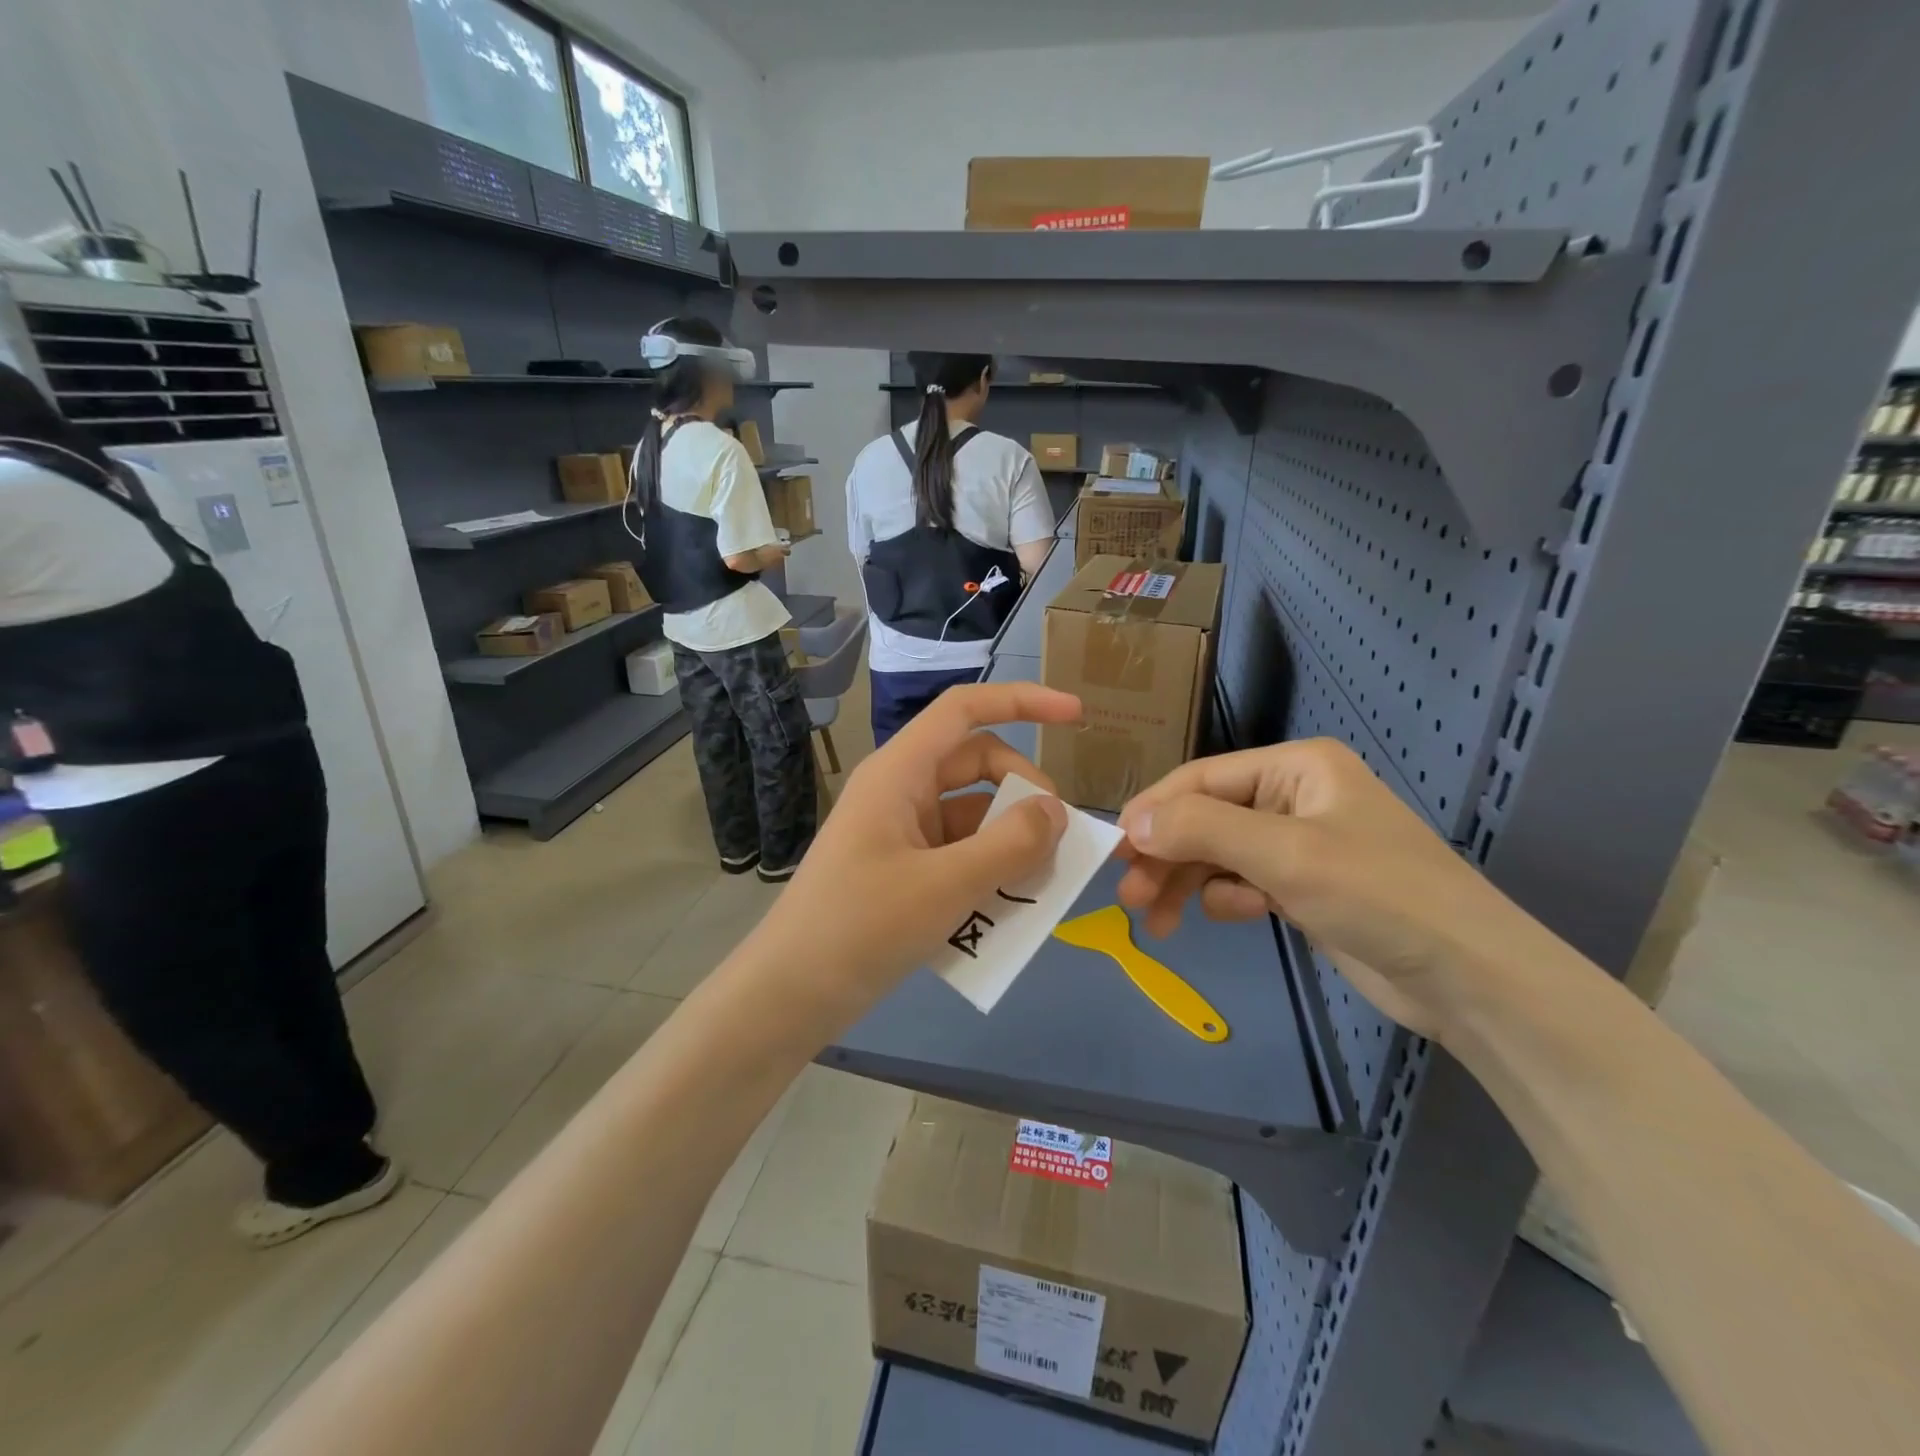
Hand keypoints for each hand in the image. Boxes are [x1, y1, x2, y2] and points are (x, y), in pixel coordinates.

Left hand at [747, 683, 1082, 1030]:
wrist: (790, 994)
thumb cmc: (861, 927)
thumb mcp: (946, 886)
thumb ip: (1010, 845)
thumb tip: (1056, 812)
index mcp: (900, 772)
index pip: (965, 709)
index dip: (1022, 701)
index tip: (1075, 716)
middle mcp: (900, 790)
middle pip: (977, 764)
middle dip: (1024, 793)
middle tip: (1058, 841)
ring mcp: (899, 831)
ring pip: (972, 815)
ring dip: (1009, 840)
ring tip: (1041, 885)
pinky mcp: (901, 869)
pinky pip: (958, 853)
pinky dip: (987, 871)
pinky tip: (1008, 910)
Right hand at [1114, 739, 1531, 1037]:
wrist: (1471, 979)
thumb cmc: (1379, 895)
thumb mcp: (1284, 854)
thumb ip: (1202, 830)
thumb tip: (1131, 824)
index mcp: (1296, 767)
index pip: (1203, 779)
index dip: (1155, 811)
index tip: (1113, 849)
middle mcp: (1294, 796)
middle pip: (1206, 818)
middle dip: (1167, 855)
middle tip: (1129, 897)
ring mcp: (1300, 843)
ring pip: (1219, 854)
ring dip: (1188, 883)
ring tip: (1157, 922)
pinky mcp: (1305, 886)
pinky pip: (1244, 881)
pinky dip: (1230, 898)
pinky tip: (1237, 916)